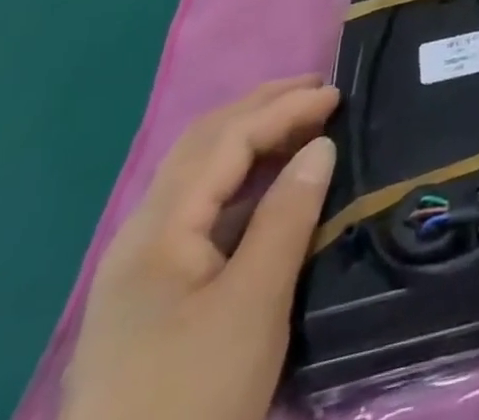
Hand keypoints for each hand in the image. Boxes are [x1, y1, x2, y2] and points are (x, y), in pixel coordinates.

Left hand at [62, 77, 339, 419]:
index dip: (282, 108)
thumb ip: (288, 216)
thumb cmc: (193, 402)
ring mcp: (141, 269)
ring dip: (250, 138)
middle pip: (203, 145)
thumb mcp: (253, 306)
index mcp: (157, 230)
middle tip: (318, 89)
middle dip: (262, 108)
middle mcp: (141, 235)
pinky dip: (241, 179)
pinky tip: (269, 185)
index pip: (226, 140)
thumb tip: (320, 146)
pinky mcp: (152, 299)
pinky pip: (201, 210)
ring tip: (301, 123)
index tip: (336, 93)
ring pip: (199, 175)